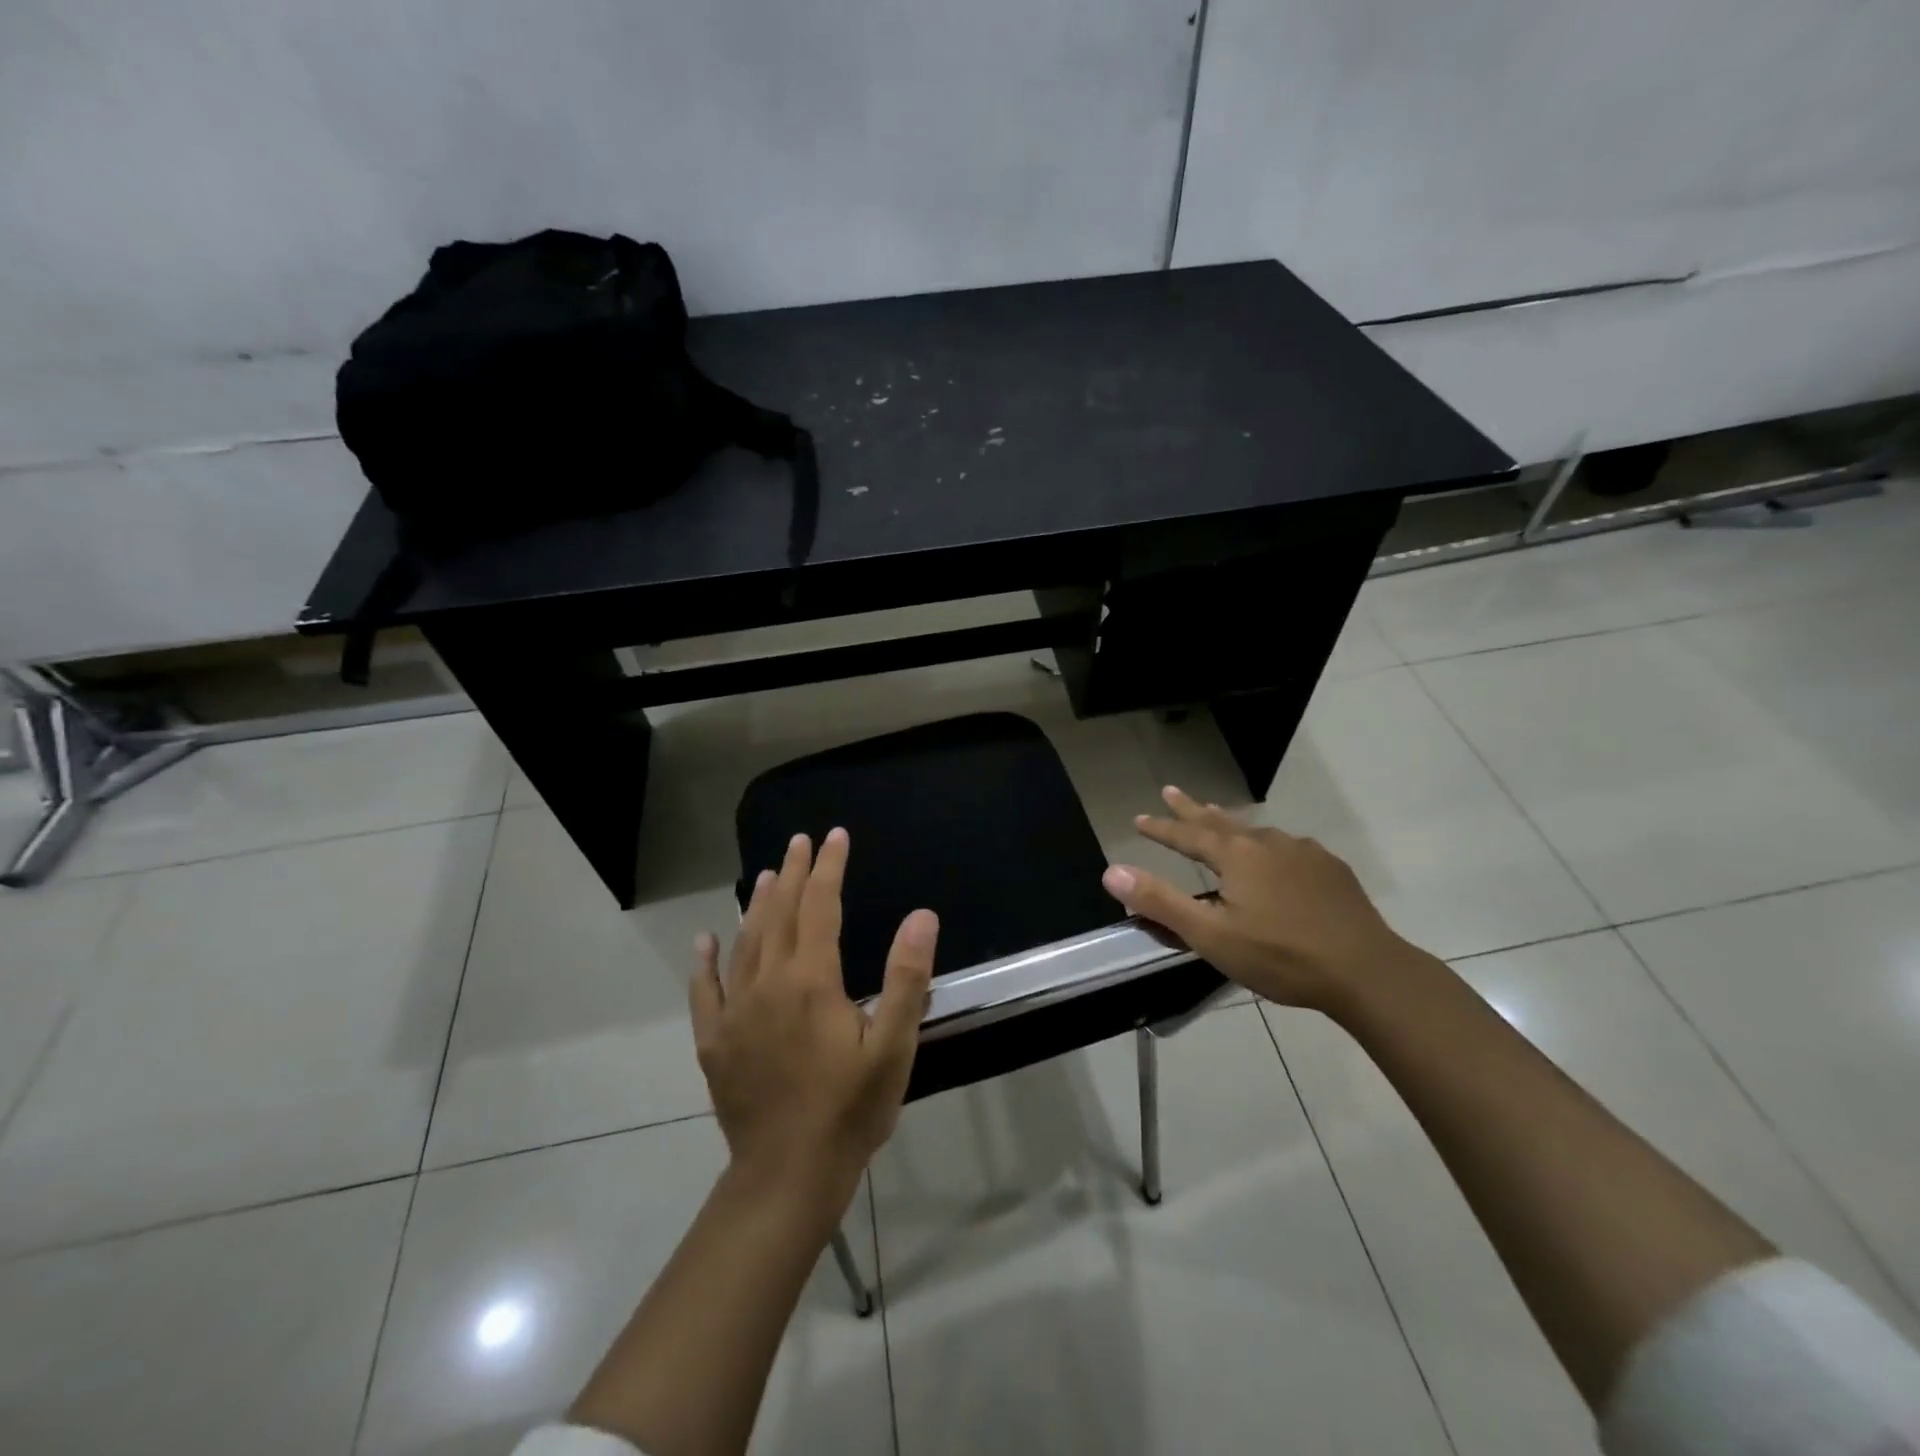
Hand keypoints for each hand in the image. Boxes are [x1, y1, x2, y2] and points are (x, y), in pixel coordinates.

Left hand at [691, 827, 937, 1215]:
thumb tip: (921, 916)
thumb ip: (906, 978)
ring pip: (746, 942)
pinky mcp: (715, 1041)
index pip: (820, 906)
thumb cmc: (850, 1109)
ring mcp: (736, 1012)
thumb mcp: (893, 1046)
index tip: (835, 837)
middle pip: (781, 914)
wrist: (788, 1175)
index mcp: (812, 980)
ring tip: (768, 875)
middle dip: (794, 873)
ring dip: (758, 904)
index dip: (829, 868)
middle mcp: (768, 983)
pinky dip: (706, 961)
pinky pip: (706, 990)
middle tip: (800, 841)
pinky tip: (706, 940)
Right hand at [1101, 786, 1418, 1013]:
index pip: (1187, 835)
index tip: (1138, 818)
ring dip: (1230, 823)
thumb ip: (1161, 902)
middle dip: (1191, 809)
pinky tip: (1275, 856)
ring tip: (1218, 819)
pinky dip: (1267, 844)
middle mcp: (1268, 843)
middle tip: (1171, 791)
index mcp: (1236, 856)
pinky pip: (1287, 847)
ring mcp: (1304, 853)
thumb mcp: (1211, 935)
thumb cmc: (1281, 956)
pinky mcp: (1330, 869)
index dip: (1161, 828)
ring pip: (1256, 831)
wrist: (1366, 971)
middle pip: (1220, 820)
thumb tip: (1112, 871)